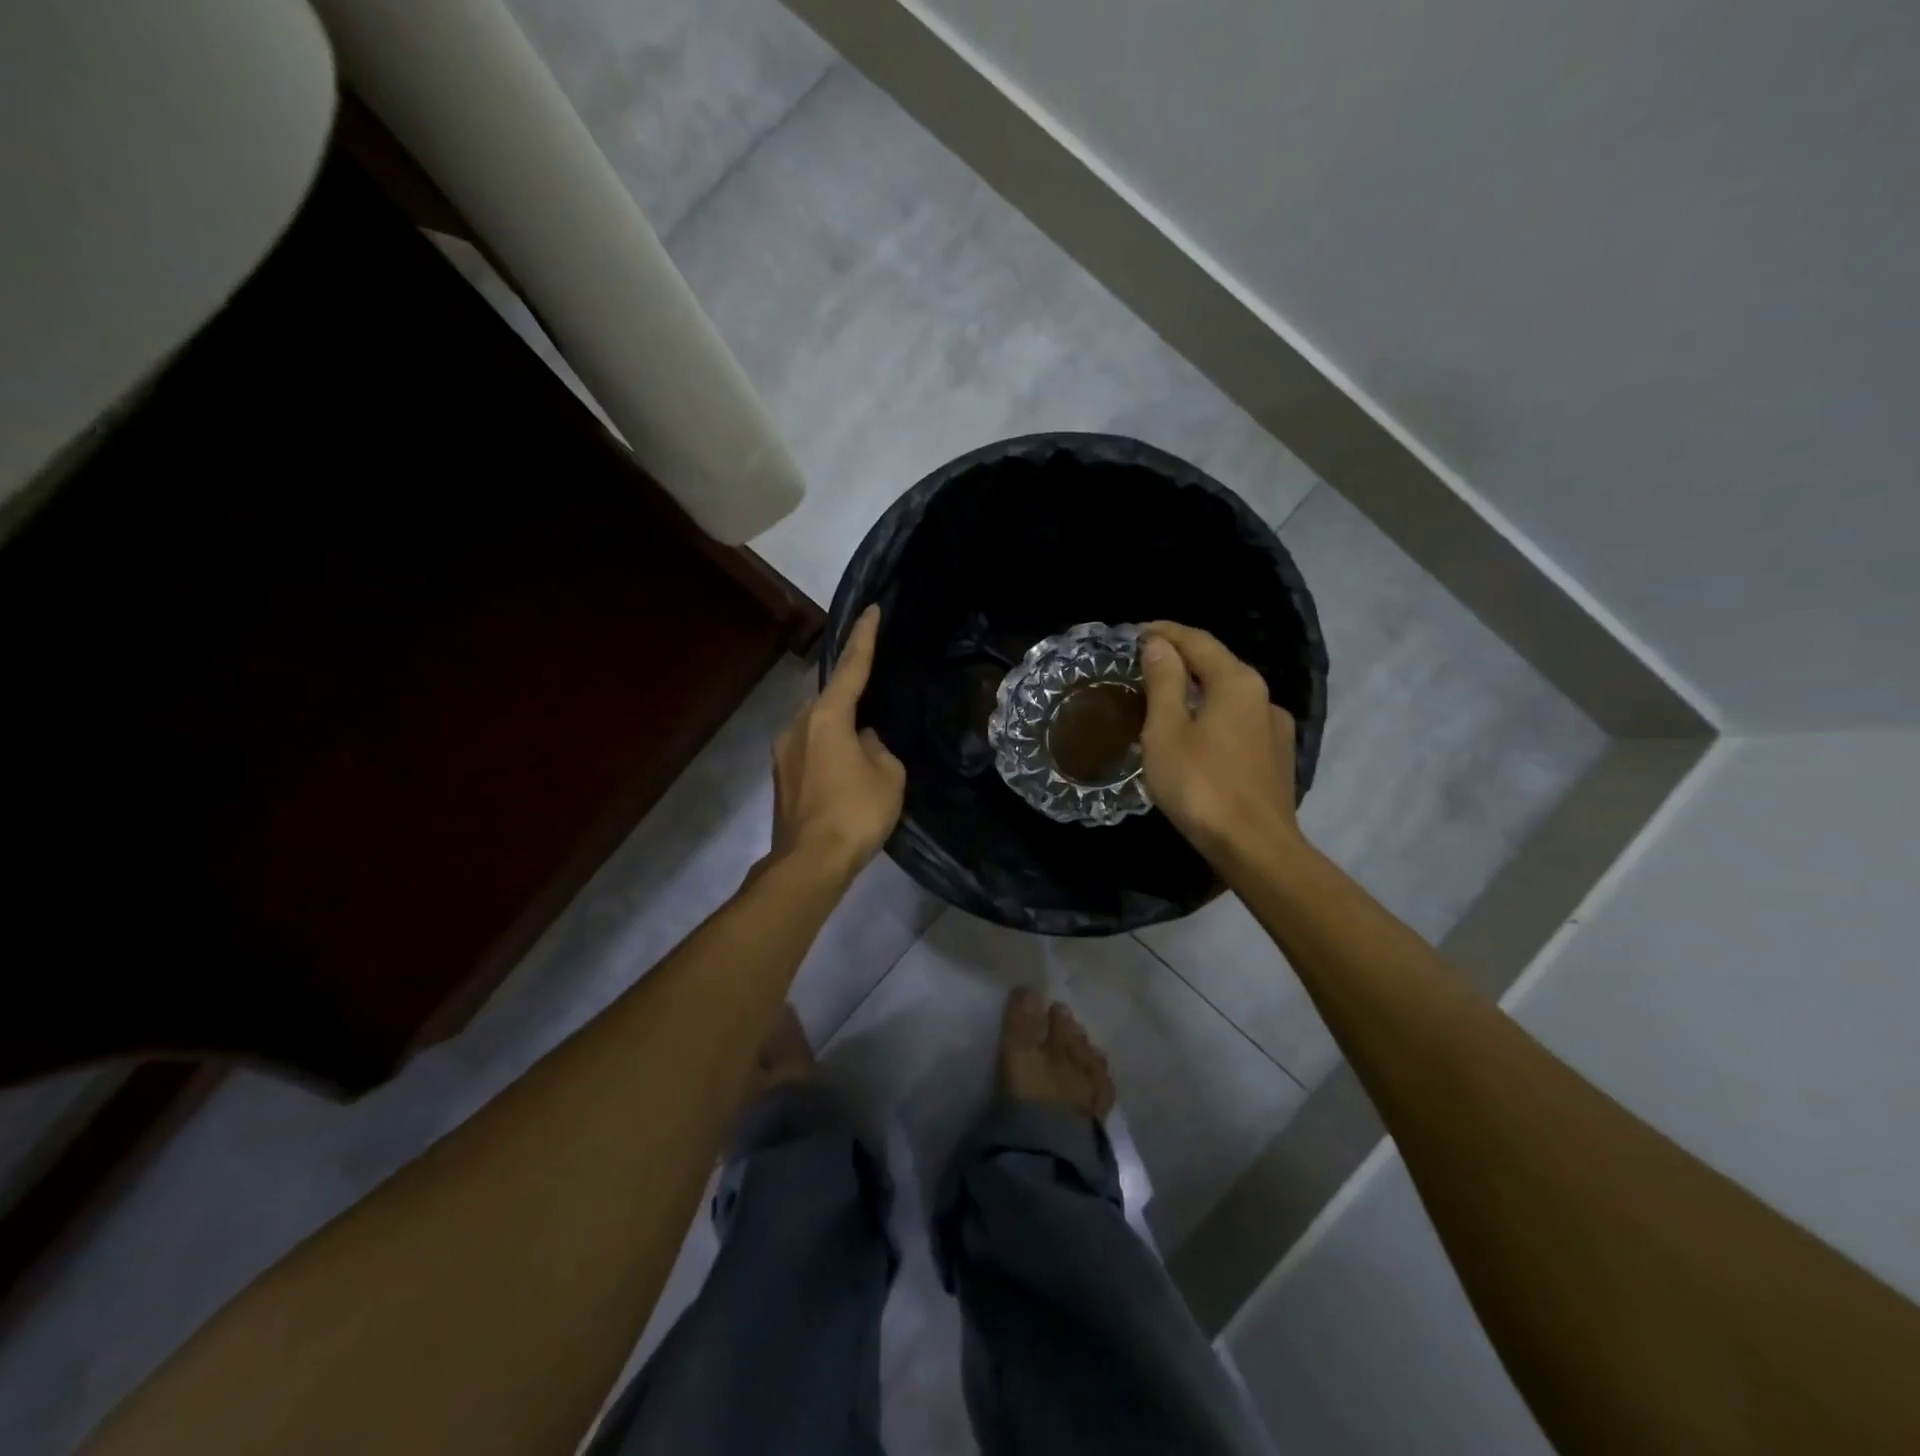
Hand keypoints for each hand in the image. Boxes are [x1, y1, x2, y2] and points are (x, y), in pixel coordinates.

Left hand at [770, 605, 905, 877]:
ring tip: (864, 750)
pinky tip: (846, 774)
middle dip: (851, 697)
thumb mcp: (888, 776)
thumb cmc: (855, 813)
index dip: (864, 638)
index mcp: (826, 717)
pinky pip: (811, 750)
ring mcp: (784, 753)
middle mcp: (798, 726)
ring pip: (817, 727)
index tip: (871, 610)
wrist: (809, 863)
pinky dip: (829, 752)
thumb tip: (863, 742)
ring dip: (839, 730)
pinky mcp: (781, 778)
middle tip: (875, 703)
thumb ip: (878, 748)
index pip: (851, 668)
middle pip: (829, 698)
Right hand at [1138, 620, 1300, 862]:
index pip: (1198, 641)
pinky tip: (1197, 736)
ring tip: (1167, 701)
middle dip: (1182, 659)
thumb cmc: (1200, 785)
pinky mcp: (1276, 757)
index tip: (1137, 632)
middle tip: (1146, 664)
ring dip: (1197, 691)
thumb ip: (1164, 682)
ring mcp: (1275, 728)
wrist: (1254, 846)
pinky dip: (1212, 716)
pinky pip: (1238, 723)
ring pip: (1229, 696)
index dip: (1166, 632)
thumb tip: (1160, 645)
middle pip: (1217, 665)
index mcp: (1236, 682)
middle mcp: (1263, 696)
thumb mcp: (1166, 731)